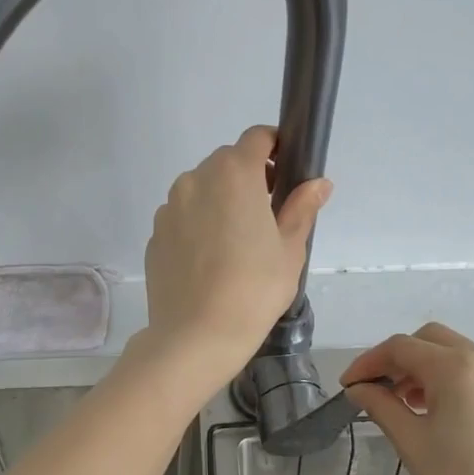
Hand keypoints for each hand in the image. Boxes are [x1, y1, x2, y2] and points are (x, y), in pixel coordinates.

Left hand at [142, 126, 330, 384]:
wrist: (195, 336)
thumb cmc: (254, 289)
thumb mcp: (290, 249)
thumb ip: (301, 208)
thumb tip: (318, 183)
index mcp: (233, 174)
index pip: (256, 138)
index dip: (275, 147)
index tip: (286, 174)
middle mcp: (195, 180)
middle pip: (226, 162)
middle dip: (248, 177)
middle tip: (267, 215)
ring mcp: (169, 208)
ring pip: (200, 189)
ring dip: (220, 201)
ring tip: (236, 243)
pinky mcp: (155, 235)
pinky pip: (182, 217)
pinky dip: (197, 225)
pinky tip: (209, 262)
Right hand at [342, 325, 473, 474]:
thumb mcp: (412, 445)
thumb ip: (382, 406)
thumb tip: (359, 389)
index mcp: (459, 369)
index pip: (401, 347)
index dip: (369, 362)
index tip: (349, 386)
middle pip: (432, 341)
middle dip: (399, 360)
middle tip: (377, 391)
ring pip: (460, 355)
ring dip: (428, 369)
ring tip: (407, 405)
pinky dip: (456, 381)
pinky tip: (442, 413)